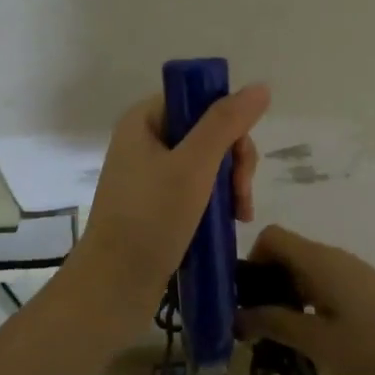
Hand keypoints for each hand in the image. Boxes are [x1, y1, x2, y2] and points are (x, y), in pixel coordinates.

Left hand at [65, 84, 270, 335]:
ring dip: (230, 185)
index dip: (227, 124)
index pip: (198, 101)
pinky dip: (215, 203)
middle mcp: (144, 142)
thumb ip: (226, 123)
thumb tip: (260, 86)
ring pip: (206, 163)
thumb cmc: (151, 219)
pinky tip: (228, 223)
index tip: (240, 158)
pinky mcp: (155, 206)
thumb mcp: (194, 166)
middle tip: (242, 197)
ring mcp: (149, 175)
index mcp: (144, 121)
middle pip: (206, 132)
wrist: (113, 288)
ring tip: (240, 216)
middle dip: (233, 161)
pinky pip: (195, 189)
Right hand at [236, 225, 374, 374]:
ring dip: (286, 299)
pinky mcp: (364, 291)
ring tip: (281, 341)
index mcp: (319, 261)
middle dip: (265, 286)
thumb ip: (275, 323)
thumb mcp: (318, 341)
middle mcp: (333, 257)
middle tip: (258, 328)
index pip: (271, 236)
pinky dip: (308, 305)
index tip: (246, 299)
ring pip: (304, 273)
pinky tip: (313, 341)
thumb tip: (237, 314)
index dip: (251, 261)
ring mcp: (351, 273)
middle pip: (286, 254)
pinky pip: (323, 286)